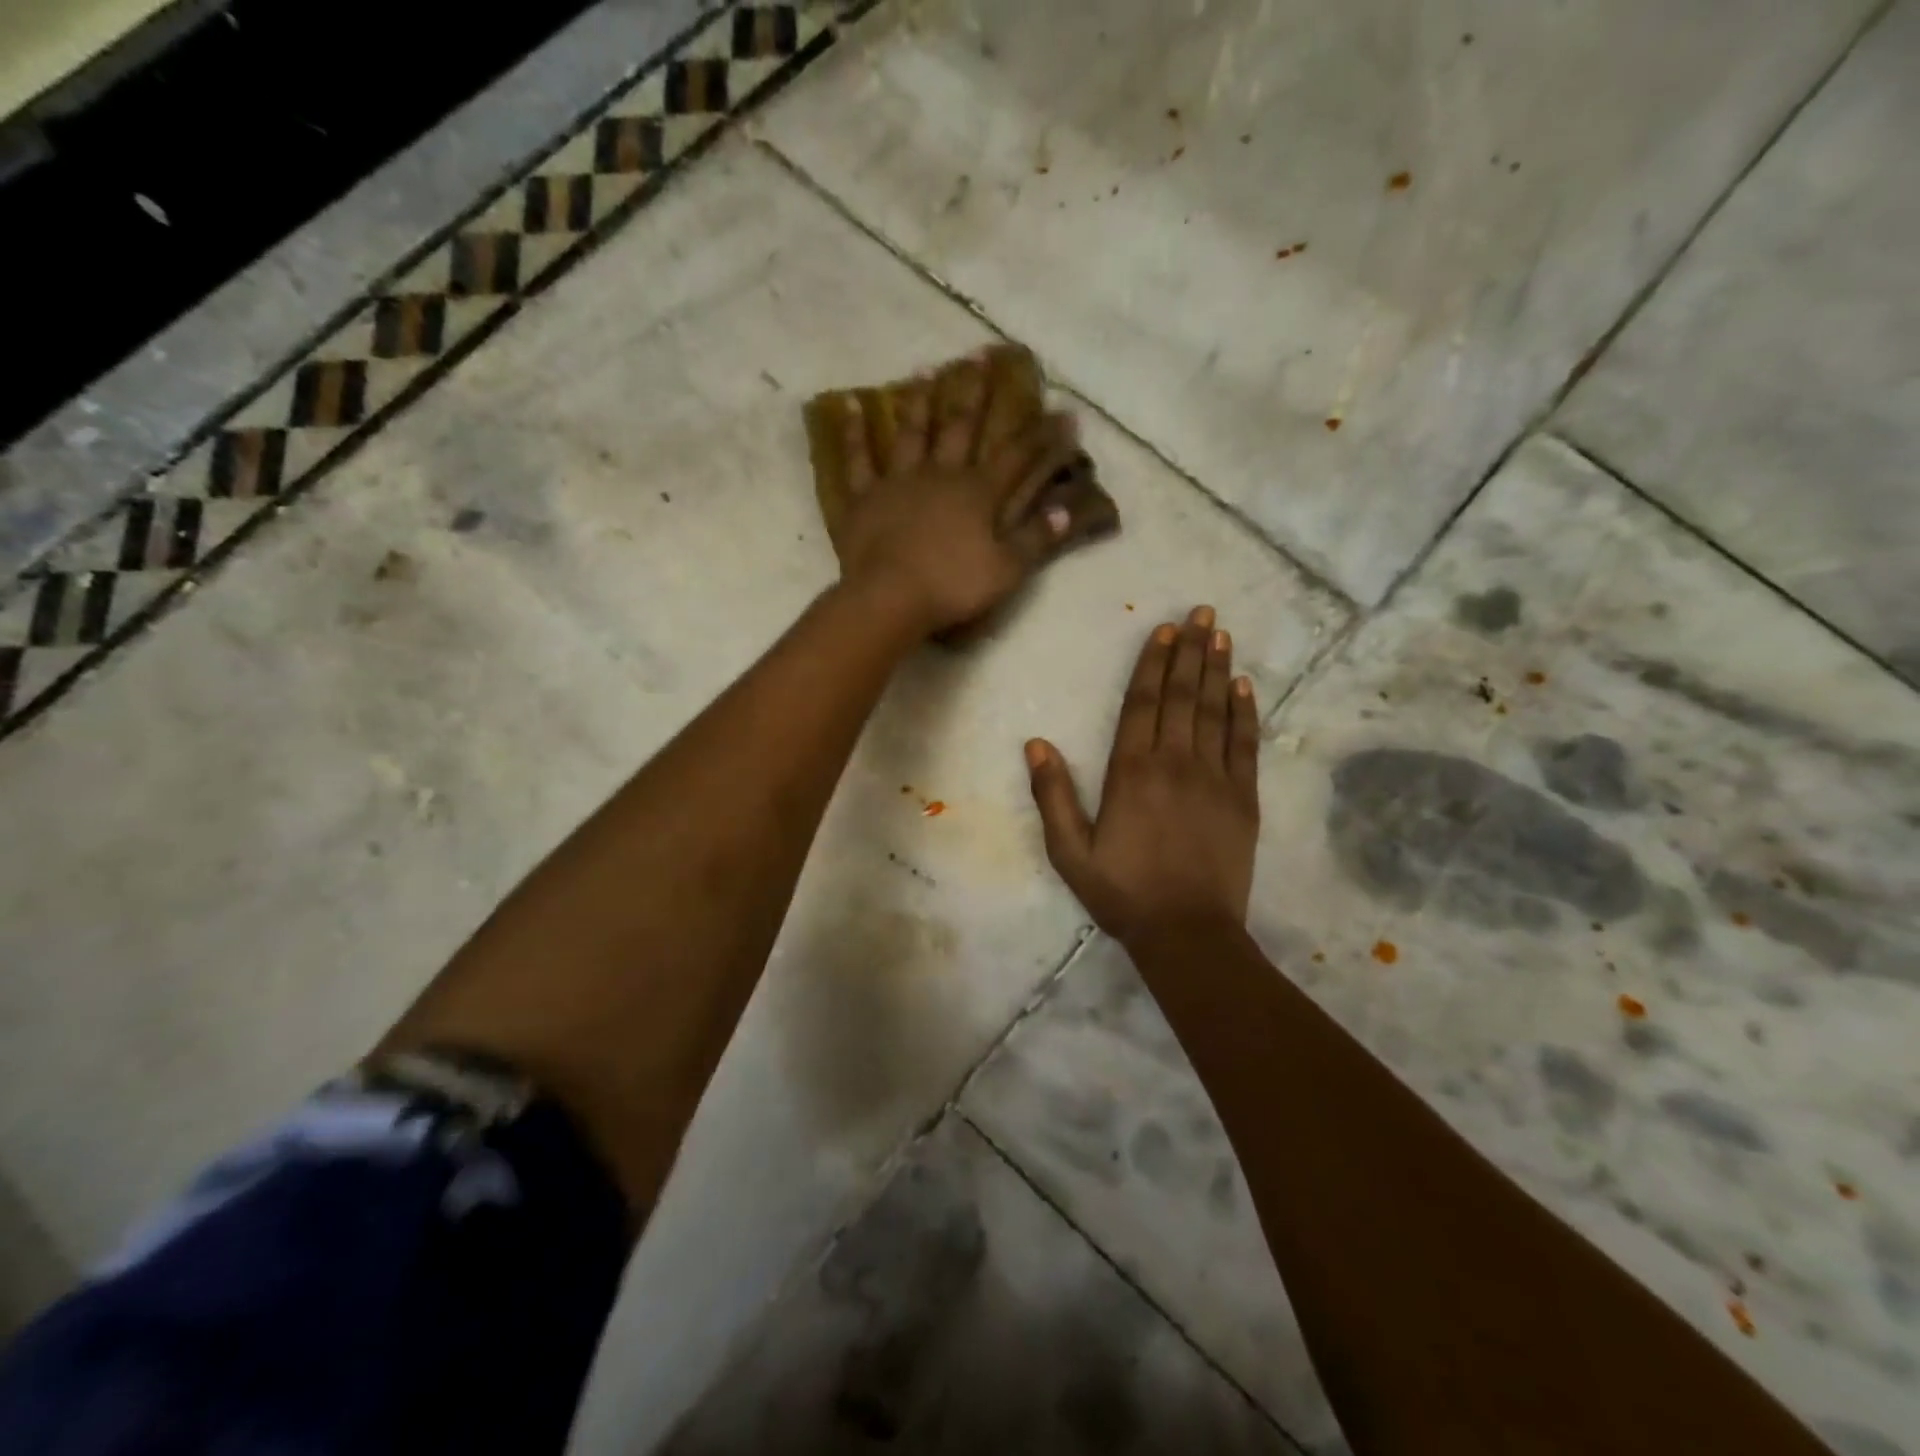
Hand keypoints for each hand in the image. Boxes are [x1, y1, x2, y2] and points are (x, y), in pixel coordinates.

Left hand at [834, 352, 1083, 635]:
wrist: (891, 598)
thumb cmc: (953, 587)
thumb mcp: (1007, 569)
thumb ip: (1037, 538)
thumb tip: (1065, 509)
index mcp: (978, 493)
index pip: (1018, 456)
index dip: (1042, 436)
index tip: (1064, 412)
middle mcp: (940, 475)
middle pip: (961, 427)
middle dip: (975, 393)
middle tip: (980, 355)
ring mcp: (899, 482)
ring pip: (912, 433)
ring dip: (920, 402)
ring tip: (925, 370)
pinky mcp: (865, 498)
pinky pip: (858, 460)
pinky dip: (853, 433)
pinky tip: (848, 405)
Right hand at [1026, 606, 1260, 946]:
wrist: (1188, 933)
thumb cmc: (1123, 892)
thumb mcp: (1070, 852)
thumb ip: (1053, 796)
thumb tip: (1035, 744)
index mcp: (1132, 772)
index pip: (1143, 703)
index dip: (1153, 663)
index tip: (1164, 630)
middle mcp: (1175, 762)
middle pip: (1184, 696)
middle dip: (1191, 651)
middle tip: (1203, 612)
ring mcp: (1215, 778)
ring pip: (1216, 711)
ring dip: (1218, 669)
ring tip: (1222, 634)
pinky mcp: (1242, 798)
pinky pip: (1245, 744)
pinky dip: (1245, 712)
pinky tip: (1245, 686)